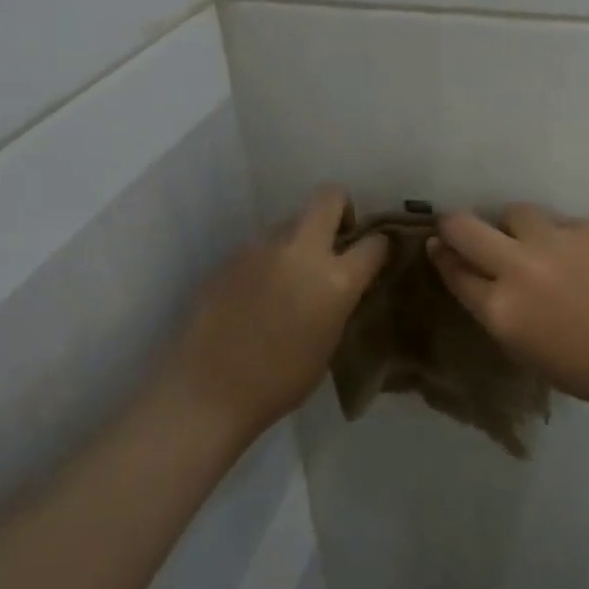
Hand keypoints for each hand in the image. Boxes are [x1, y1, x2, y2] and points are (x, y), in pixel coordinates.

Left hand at [168, 186, 388, 436]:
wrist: (209, 391)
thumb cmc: (281, 382)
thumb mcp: (329, 342)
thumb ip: (339, 302)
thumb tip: (340, 285)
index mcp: (335, 280)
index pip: (374, 242)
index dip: (378, 246)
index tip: (373, 256)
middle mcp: (300, 251)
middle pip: (329, 196)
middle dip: (340, 209)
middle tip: (335, 240)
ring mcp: (261, 249)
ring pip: (290, 222)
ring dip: (298, 240)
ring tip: (288, 278)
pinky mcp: (230, 257)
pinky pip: (260, 247)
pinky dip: (267, 261)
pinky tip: (256, 294)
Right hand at [428, 204, 588, 410]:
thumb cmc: (577, 365)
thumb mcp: (518, 345)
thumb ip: (489, 307)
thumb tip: (467, 271)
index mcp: (499, 308)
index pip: (453, 268)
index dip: (441, 255)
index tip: (437, 245)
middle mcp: (518, 268)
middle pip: (464, 227)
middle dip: (454, 224)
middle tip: (461, 230)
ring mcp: (553, 242)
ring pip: (514, 213)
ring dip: (512, 227)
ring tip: (530, 243)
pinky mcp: (585, 228)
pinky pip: (557, 223)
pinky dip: (558, 238)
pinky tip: (575, 258)